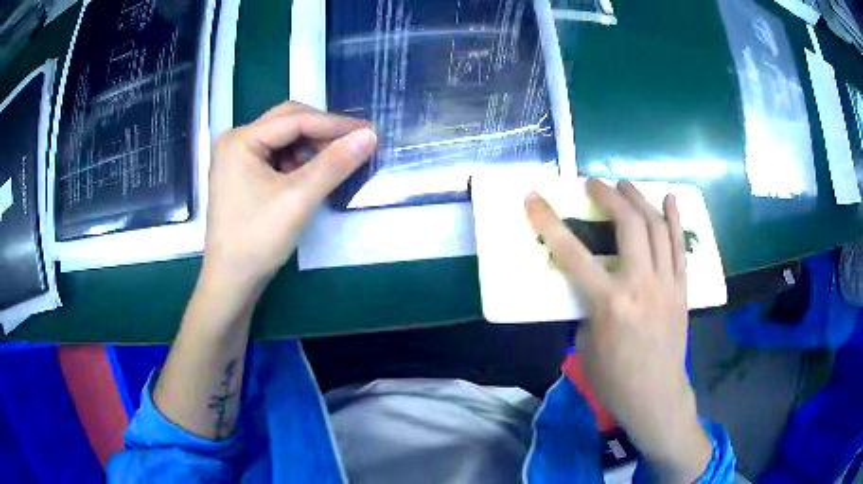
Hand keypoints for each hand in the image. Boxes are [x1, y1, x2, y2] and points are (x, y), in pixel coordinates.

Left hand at [204, 102, 376, 296]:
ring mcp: (237, 158)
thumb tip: (370, 135)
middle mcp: (235, 141)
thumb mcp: (298, 199)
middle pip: (287, 122)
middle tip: (353, 144)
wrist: (231, 282)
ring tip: (334, 163)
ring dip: (311, 147)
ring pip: (283, 139)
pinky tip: (311, 176)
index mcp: (240, 139)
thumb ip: (334, 164)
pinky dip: (298, 161)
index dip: (334, 124)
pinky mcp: (242, 175)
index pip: (295, 120)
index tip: (370, 131)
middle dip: (321, 131)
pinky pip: (276, 156)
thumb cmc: (257, 239)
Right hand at [525, 179, 711, 481]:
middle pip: (629, 225)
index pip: (573, 253)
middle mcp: (641, 285)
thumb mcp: (585, 345)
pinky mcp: (682, 289)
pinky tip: (669, 199)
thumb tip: (590, 284)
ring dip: (640, 200)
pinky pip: (680, 247)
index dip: (549, 222)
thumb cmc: (614, 379)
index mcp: (610, 303)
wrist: (656, 396)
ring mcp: (667, 284)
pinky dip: (674, 219)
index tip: (534, 197)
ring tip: (625, 185)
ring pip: (657, 228)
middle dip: (609, 196)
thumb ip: (587, 308)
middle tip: (595, 184)